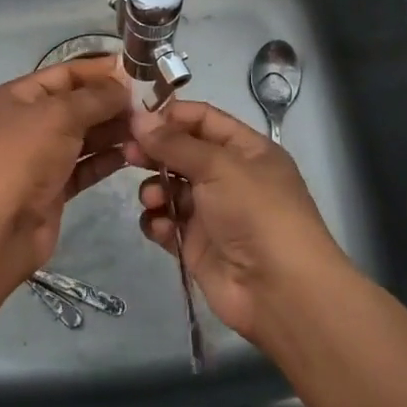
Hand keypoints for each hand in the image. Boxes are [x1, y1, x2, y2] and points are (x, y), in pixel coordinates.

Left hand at [0, 56, 131, 278]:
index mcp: (18, 97)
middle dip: (112, 103)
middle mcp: (28, 123)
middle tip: (153, 104)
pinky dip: (107, 160)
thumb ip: (96, 98)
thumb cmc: (22, 158)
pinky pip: (85, 166)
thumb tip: (124, 88)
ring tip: (149, 129)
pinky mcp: (53, 187)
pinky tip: (133, 155)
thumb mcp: (59, 115)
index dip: (101, 71)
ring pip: (84, 136)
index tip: (140, 71)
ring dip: (114, 131)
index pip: (66, 74)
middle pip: (77, 105)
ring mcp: (40, 157)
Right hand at [124, 99, 353, 341]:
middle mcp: (229, 177)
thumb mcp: (219, 167)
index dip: (171, 115)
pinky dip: (158, 222)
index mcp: (246, 150)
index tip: (136, 117)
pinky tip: (161, 228)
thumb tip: (138, 118)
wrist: (279, 290)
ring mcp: (212, 212)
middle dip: (155, 151)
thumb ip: (175, 143)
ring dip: (155, 190)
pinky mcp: (196, 244)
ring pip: (170, 188)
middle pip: (182, 153)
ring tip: (154, 200)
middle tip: (127, 153)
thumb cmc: (256, 213)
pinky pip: (166, 223)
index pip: (203, 119)